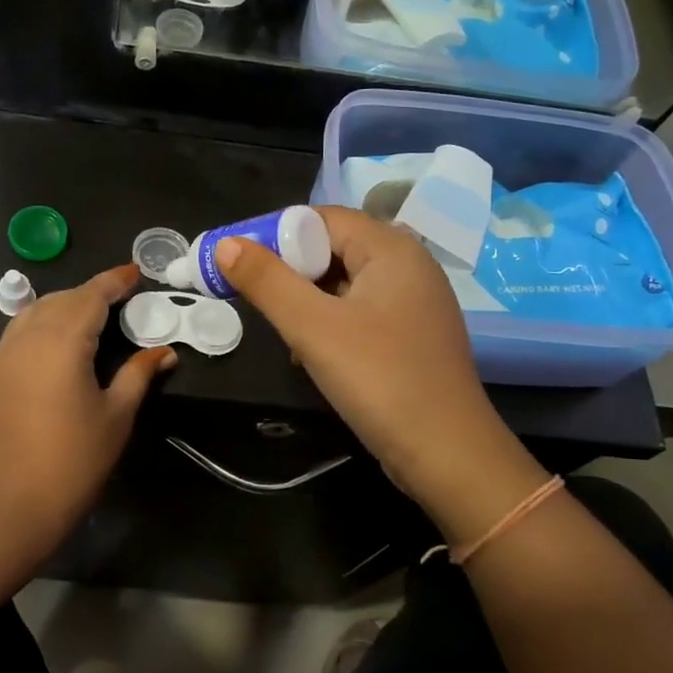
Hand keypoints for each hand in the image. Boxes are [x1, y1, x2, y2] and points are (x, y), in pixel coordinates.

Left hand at [0, 264, 176, 552]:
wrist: (11, 506)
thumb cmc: (74, 461)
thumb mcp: (116, 416)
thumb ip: (138, 375)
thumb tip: (164, 351)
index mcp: (62, 342)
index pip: (91, 296)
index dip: (114, 281)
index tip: (135, 273)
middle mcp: (28, 338)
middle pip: (60, 299)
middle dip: (90, 292)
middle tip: (120, 299)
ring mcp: (3, 356)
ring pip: (34, 312)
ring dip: (63, 305)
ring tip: (90, 316)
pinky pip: (18, 332)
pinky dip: (41, 323)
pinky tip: (57, 342)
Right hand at [213, 208, 538, 539]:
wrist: (446, 454)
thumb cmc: (379, 379)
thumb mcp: (312, 328)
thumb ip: (267, 282)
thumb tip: (226, 244)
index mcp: (392, 249)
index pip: (323, 218)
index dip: (276, 234)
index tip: (240, 263)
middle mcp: (409, 266)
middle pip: (335, 248)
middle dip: (290, 271)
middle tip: (256, 299)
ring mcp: (415, 303)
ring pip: (345, 284)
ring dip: (308, 301)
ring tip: (284, 332)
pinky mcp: (413, 336)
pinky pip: (361, 312)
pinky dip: (331, 323)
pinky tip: (313, 354)